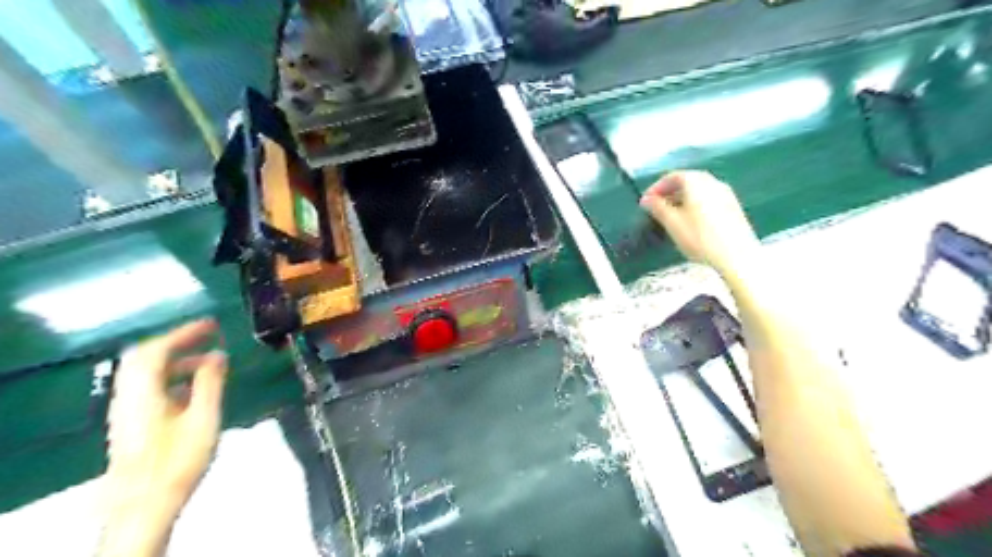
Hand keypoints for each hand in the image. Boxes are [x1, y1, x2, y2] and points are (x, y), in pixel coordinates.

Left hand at [103, 319, 230, 553]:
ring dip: (175, 360)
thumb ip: (210, 383)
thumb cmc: (177, 460)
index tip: (211, 324)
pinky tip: (192, 388)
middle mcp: (127, 396)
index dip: (183, 333)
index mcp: (142, 392)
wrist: (143, 504)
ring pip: (145, 373)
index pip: (156, 350)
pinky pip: (147, 387)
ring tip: (208, 362)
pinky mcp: (130, 423)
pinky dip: (170, 377)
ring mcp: (126, 410)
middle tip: (206, 336)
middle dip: (176, 342)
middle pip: (143, 358)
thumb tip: (218, 355)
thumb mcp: (203, 418)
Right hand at [645, 169, 761, 273]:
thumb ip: (657, 208)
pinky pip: (709, 199)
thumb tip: (647, 199)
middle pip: (687, 181)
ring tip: (671, 216)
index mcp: (696, 182)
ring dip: (682, 199)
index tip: (646, 202)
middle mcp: (713, 182)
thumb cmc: (700, 238)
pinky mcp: (733, 207)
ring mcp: (726, 194)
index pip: (672, 176)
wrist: (736, 256)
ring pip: (699, 190)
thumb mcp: (672, 223)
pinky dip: (695, 204)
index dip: (656, 188)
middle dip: (670, 192)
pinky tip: (690, 222)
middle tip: (657, 207)